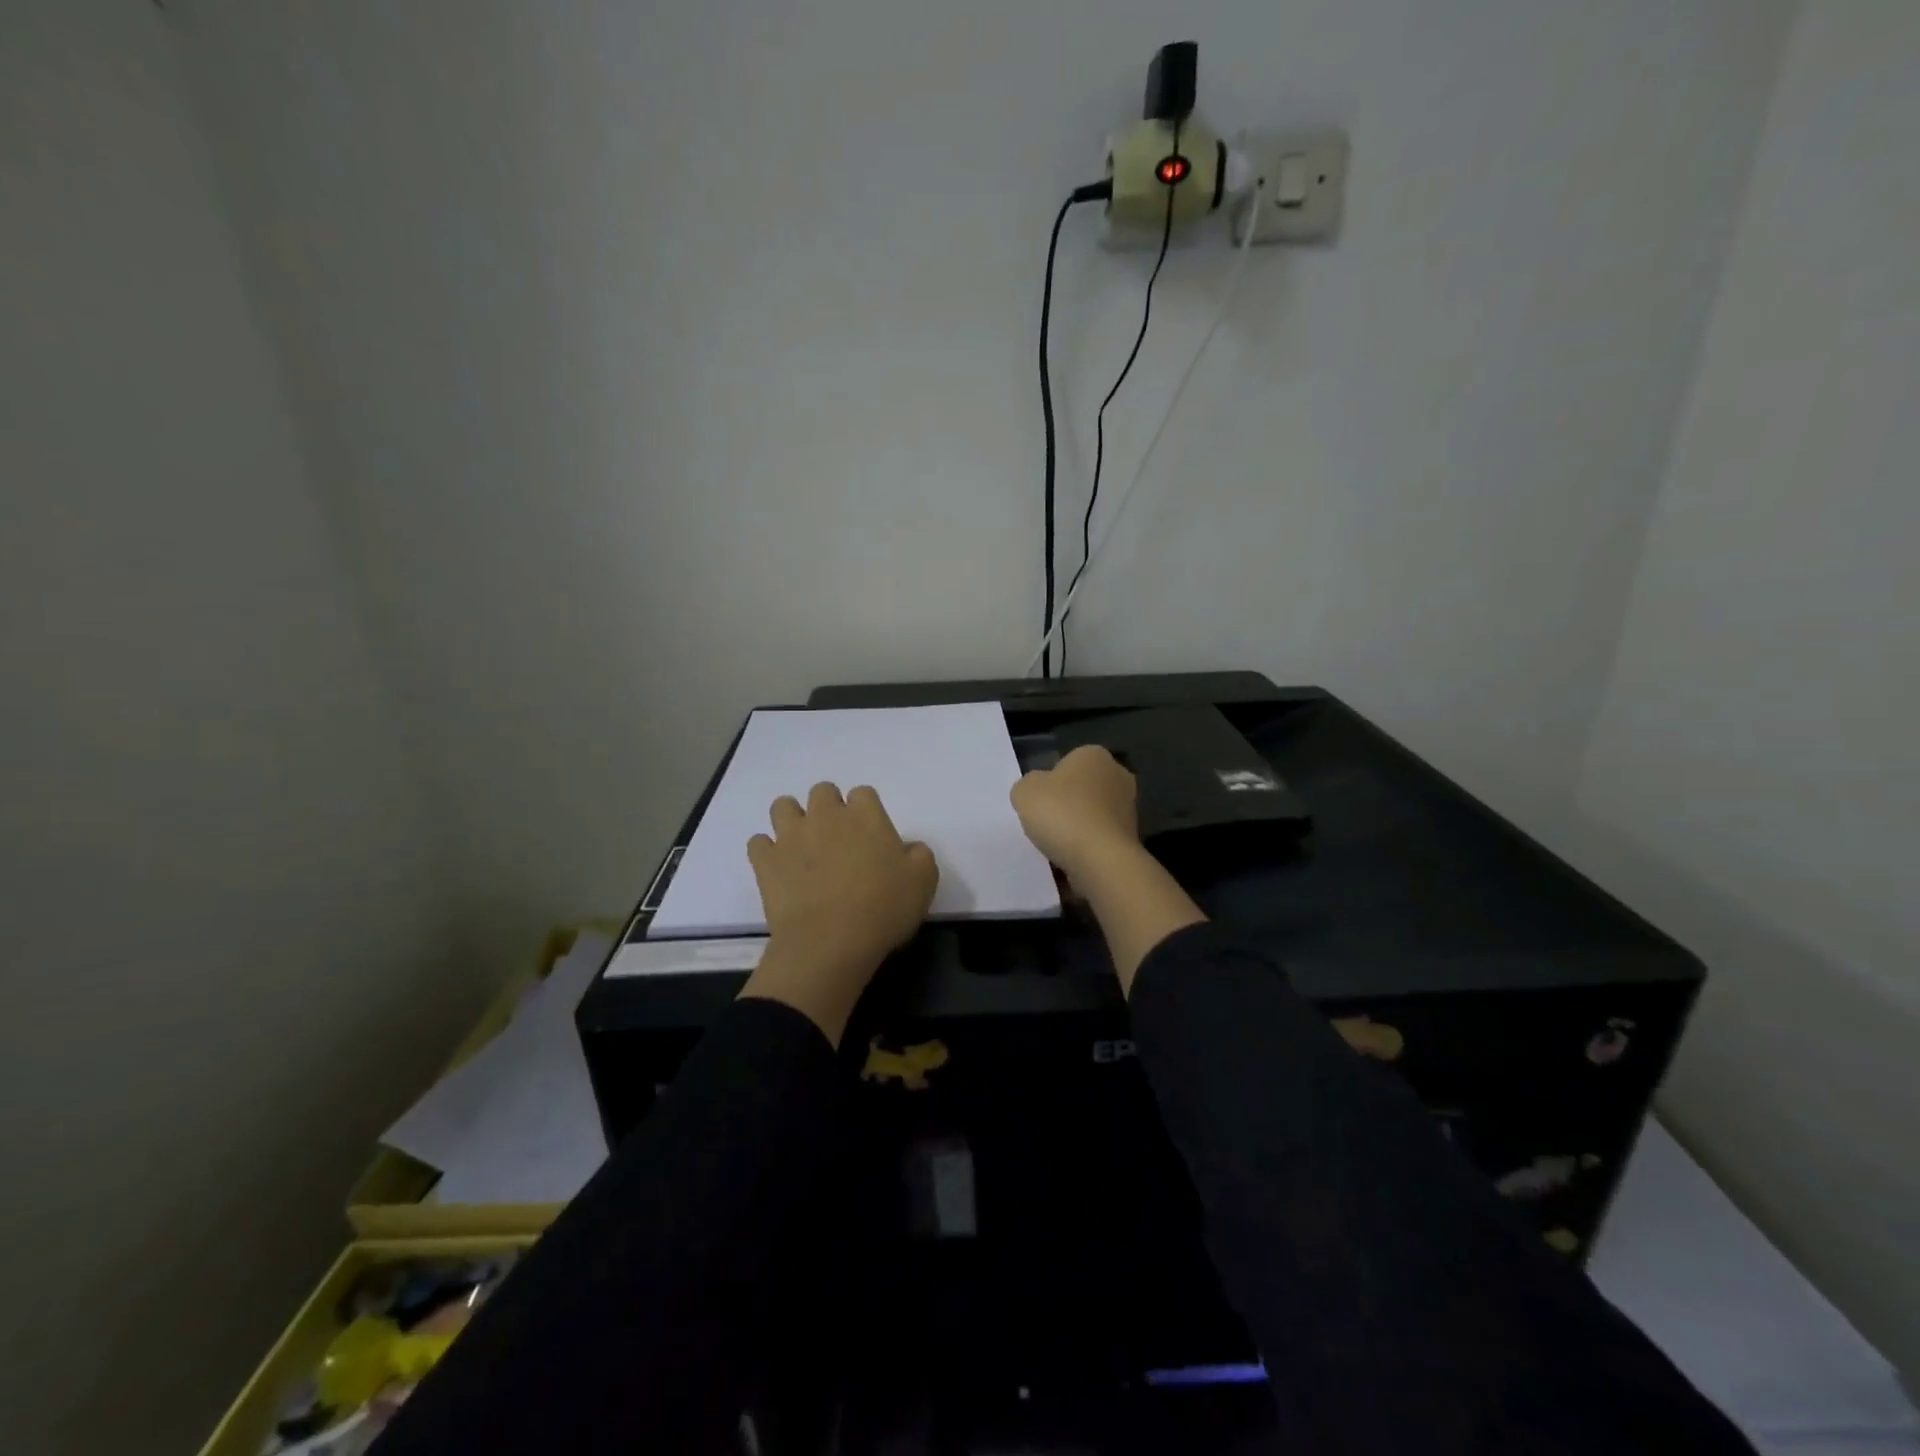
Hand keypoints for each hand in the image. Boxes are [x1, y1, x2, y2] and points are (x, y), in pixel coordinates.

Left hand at [740, 782, 937, 1043]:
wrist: (831, 941)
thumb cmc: (884, 908)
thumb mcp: (923, 881)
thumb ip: (919, 855)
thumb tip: (908, 848)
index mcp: (865, 814)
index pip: (863, 793)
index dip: (865, 812)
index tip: (870, 836)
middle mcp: (826, 815)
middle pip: (822, 791)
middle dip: (828, 808)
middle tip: (837, 839)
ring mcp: (791, 835)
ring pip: (783, 806)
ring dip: (792, 820)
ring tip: (802, 846)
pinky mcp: (766, 861)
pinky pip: (758, 842)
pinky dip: (767, 851)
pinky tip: (778, 868)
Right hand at [1010, 745, 1140, 882]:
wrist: (1100, 859)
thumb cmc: (1062, 814)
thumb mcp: (1025, 791)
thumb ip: (1028, 785)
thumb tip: (1038, 791)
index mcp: (1094, 754)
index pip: (1067, 762)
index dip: (1050, 782)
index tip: (1039, 802)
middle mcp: (1118, 775)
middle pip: (1083, 788)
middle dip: (1067, 803)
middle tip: (1046, 822)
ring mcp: (1129, 808)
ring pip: (1093, 814)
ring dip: (1078, 826)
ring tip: (1057, 845)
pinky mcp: (1132, 837)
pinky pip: (1100, 838)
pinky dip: (1088, 847)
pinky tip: (1073, 858)